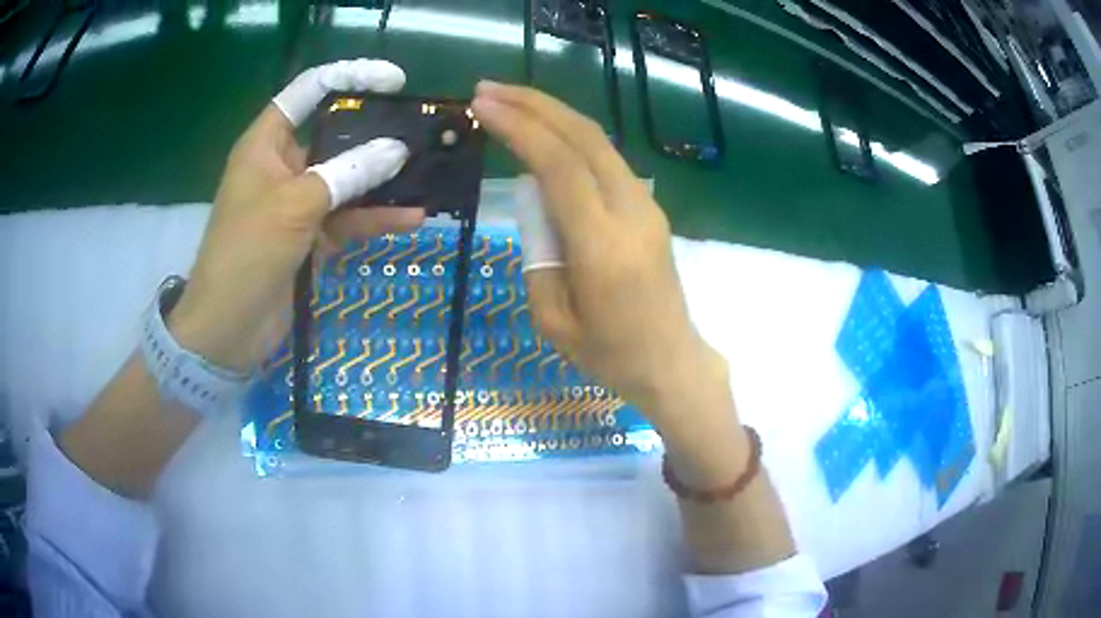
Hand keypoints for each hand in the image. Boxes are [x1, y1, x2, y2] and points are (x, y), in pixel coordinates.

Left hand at [170, 59, 423, 371]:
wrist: (228, 330)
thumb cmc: (246, 254)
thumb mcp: (294, 206)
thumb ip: (346, 174)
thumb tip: (397, 150)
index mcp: (267, 143)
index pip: (309, 91)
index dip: (350, 76)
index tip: (394, 81)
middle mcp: (284, 165)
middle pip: (335, 133)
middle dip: (376, 130)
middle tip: (422, 129)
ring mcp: (300, 201)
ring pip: (347, 177)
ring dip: (383, 178)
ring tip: (427, 171)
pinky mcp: (312, 236)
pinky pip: (350, 217)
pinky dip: (377, 217)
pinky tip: (412, 217)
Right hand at [471, 82, 730, 431]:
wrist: (671, 361)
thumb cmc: (609, 354)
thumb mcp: (553, 319)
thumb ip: (538, 254)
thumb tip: (536, 204)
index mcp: (602, 246)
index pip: (559, 166)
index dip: (520, 128)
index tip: (482, 106)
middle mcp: (630, 212)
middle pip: (583, 137)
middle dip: (533, 104)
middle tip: (488, 89)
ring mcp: (647, 206)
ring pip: (598, 141)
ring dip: (553, 114)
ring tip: (509, 101)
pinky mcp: (650, 207)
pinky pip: (606, 160)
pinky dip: (571, 136)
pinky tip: (545, 133)